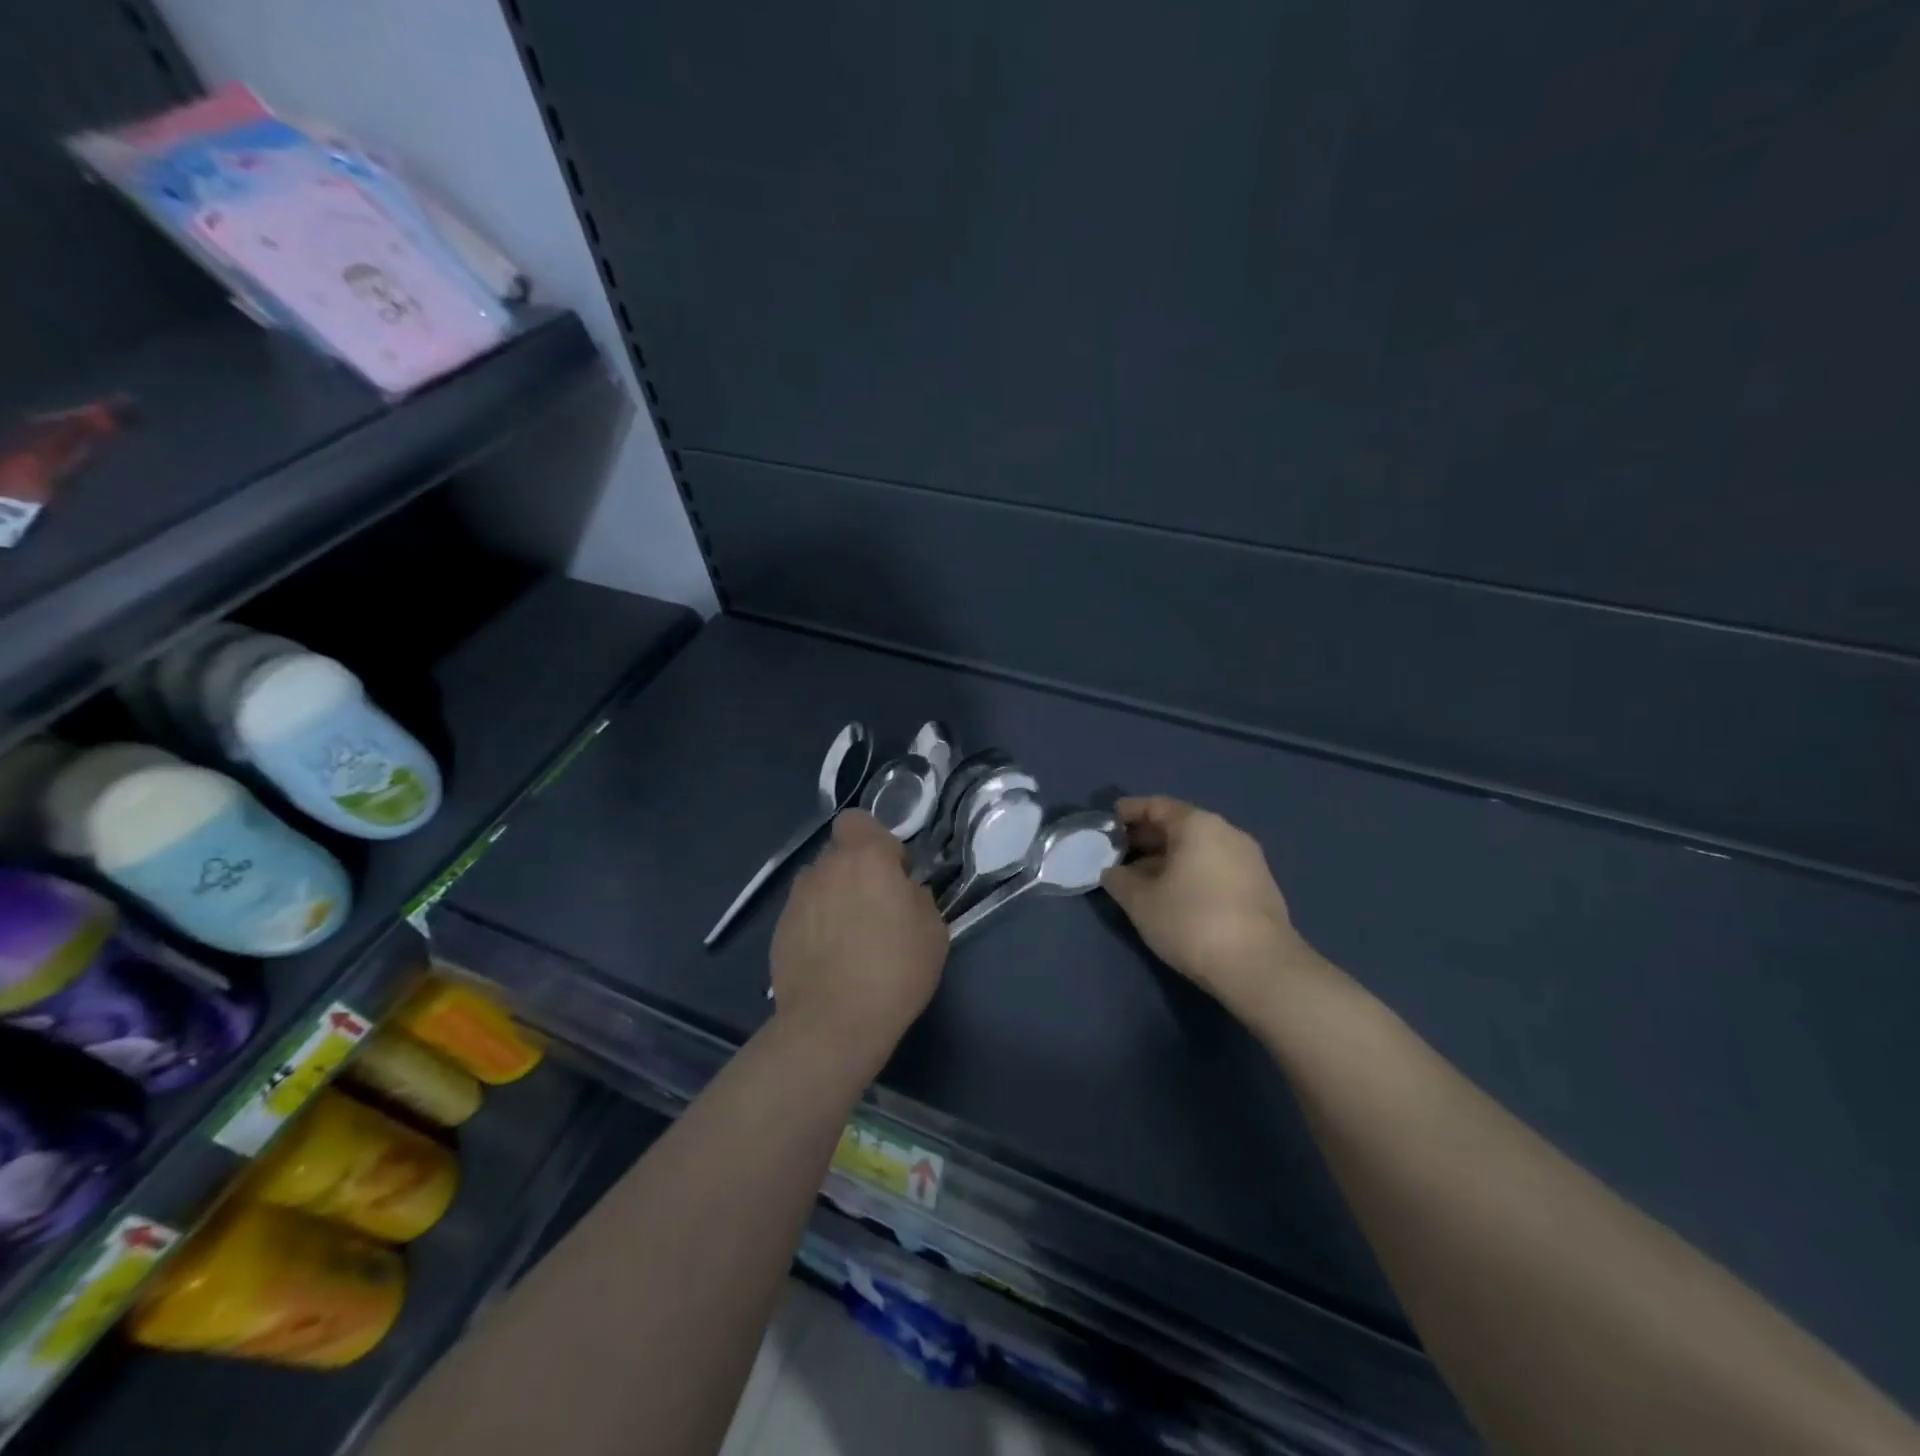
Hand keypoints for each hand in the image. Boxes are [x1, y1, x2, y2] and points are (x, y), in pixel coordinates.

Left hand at [770, 809, 947, 1068]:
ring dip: (834, 897)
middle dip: (856, 872)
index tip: (892, 871)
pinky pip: (804, 914)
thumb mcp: (933, 931)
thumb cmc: (894, 970)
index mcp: (865, 858)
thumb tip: (903, 892)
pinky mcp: (779, 931)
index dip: (875, 840)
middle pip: (839, 854)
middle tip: (876, 909)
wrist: (833, 1023)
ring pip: (819, 884)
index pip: (858, 820)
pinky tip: (830, 960)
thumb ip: (917, 898)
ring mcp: (796, 899)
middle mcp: (825, 869)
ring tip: (849, 937)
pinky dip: (816, 926)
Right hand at [1101, 796, 1317, 1013]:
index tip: (1108, 820)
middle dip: (1147, 837)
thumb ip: (1119, 880)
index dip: (1129, 811)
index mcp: (1198, 825)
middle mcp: (1227, 832)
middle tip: (1120, 851)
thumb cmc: (1191, 921)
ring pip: (1199, 848)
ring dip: (1169, 857)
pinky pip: (1216, 867)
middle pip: (1180, 825)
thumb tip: (1113, 872)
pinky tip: (1176, 894)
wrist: (1259, 967)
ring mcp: (1249, 859)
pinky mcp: (1260, 886)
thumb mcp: (1140, 901)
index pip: (1157, 806)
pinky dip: (1191, 872)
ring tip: (1143, 877)